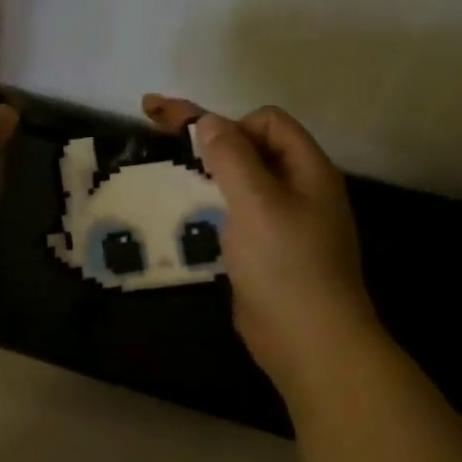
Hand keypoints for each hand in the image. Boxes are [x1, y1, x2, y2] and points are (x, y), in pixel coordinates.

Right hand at [143, 95, 379, 386]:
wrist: (308, 340)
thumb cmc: (285, 264)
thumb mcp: (257, 202)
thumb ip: (232, 157)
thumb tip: (209, 121)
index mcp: (307, 170)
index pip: (267, 122)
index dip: (232, 125)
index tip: (201, 150)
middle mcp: (298, 189)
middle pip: (250, 147)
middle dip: (205, 137)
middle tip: (153, 124)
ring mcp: (282, 222)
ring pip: (239, 182)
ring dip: (204, 173)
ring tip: (162, 172)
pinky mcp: (264, 251)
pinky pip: (234, 214)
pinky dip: (209, 206)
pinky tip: (183, 215)